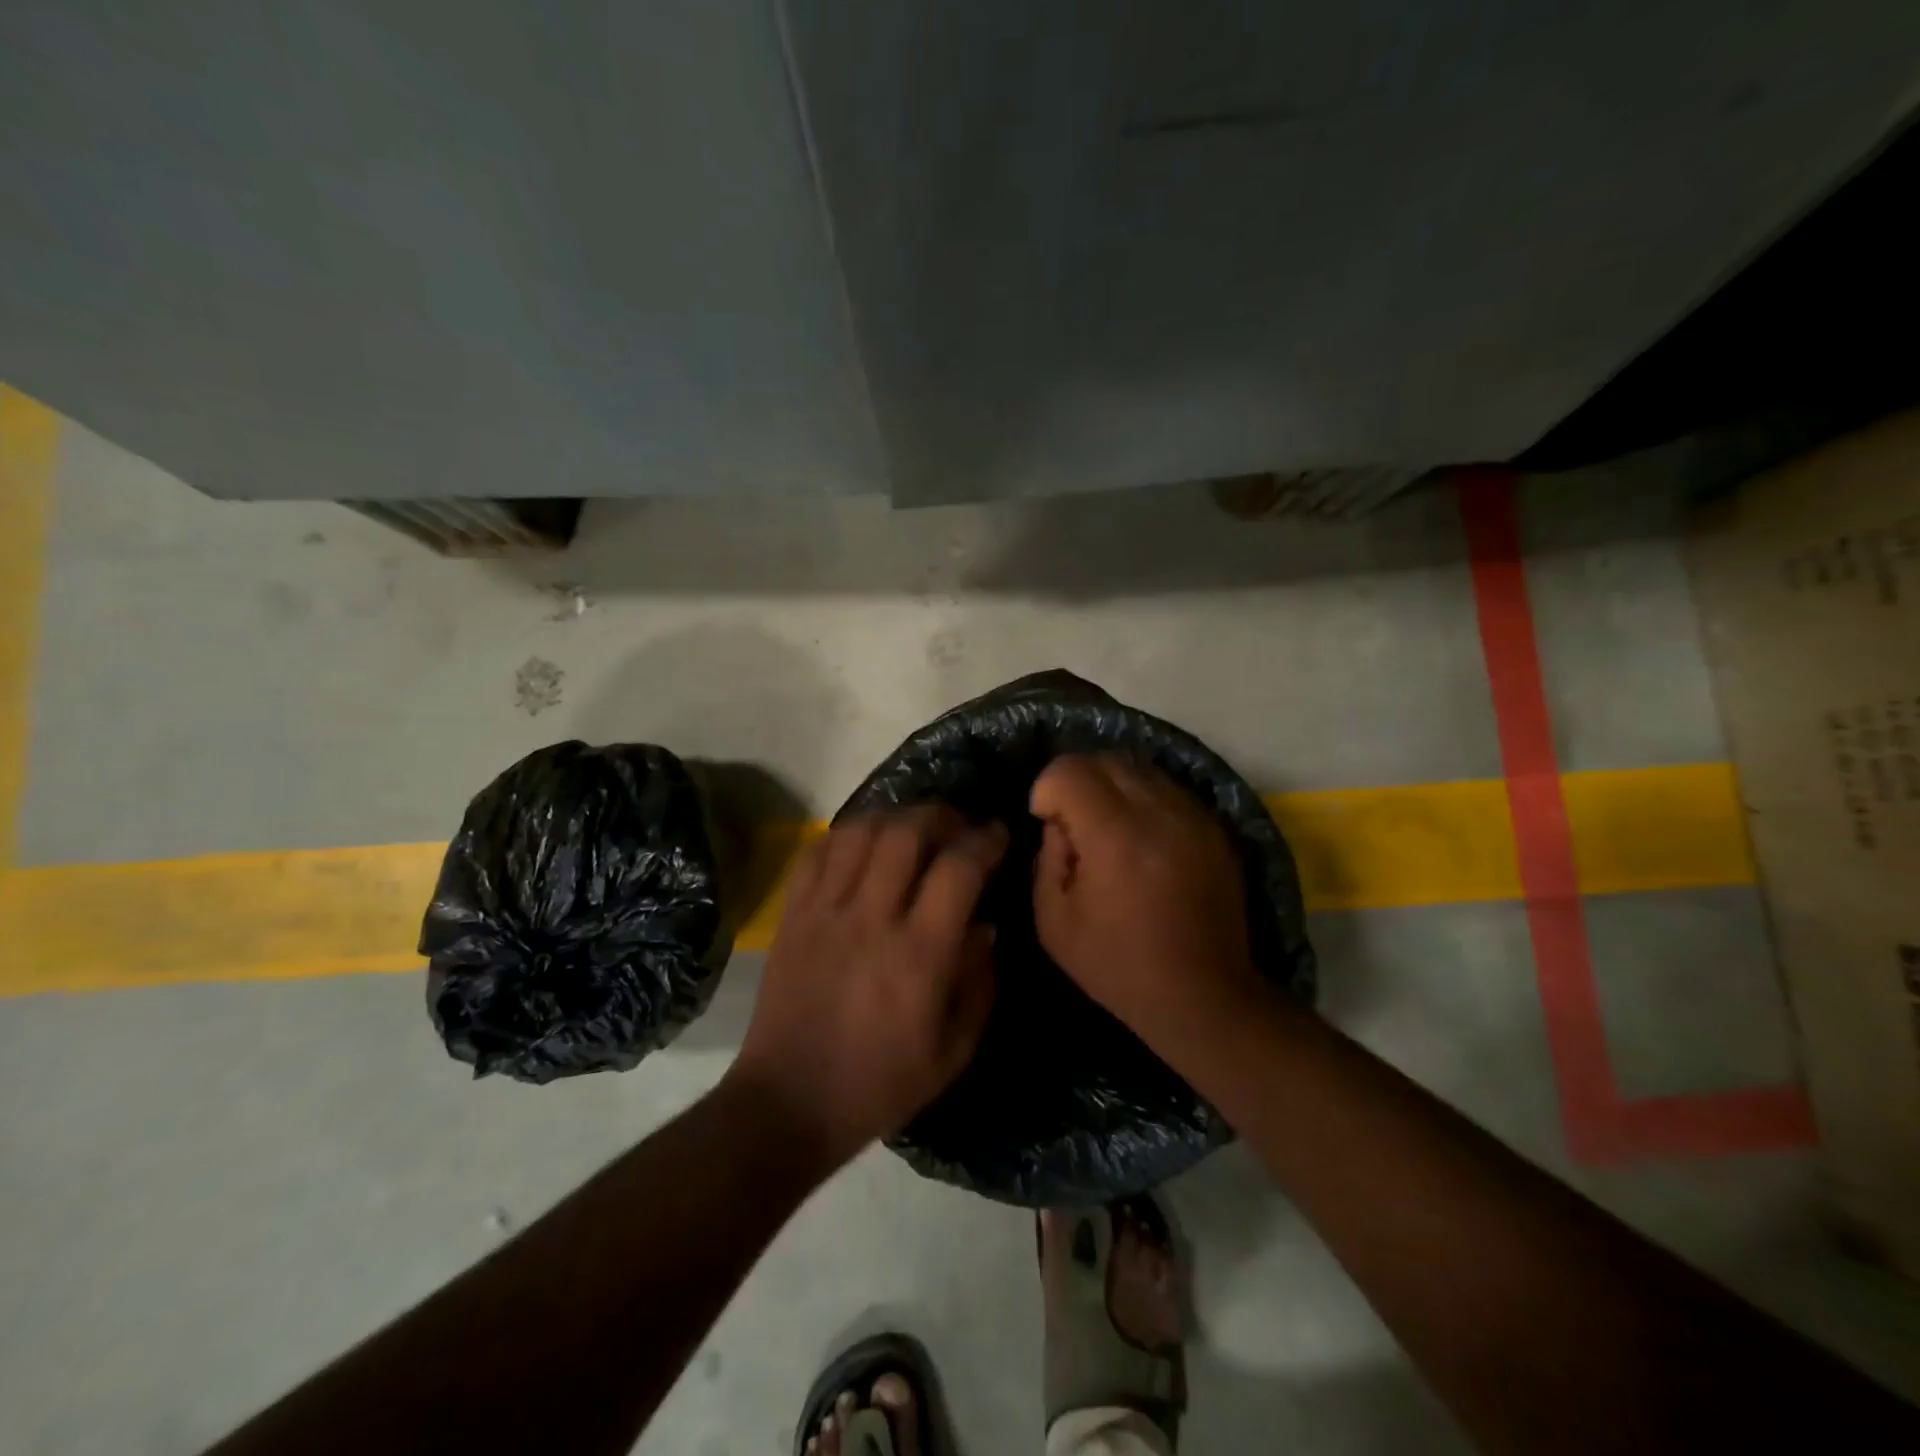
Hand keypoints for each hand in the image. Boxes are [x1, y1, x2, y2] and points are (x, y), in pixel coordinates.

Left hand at [730, 805, 1006, 1168]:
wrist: (788, 1103)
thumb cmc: (879, 1084)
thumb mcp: (954, 1051)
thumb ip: (979, 982)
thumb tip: (984, 924)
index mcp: (919, 955)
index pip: (958, 869)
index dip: (985, 841)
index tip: (998, 835)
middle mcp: (871, 918)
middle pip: (906, 831)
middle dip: (941, 815)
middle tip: (957, 826)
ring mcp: (825, 911)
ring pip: (860, 830)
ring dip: (894, 817)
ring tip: (912, 830)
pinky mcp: (793, 914)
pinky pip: (817, 850)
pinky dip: (846, 835)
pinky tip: (864, 847)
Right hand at [1030, 754, 1263, 1040]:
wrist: (1204, 995)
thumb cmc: (1119, 966)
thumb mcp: (1054, 923)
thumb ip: (1047, 859)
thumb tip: (1060, 824)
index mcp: (1116, 837)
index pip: (1070, 770)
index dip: (1047, 790)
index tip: (1047, 821)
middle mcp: (1159, 812)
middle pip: (1104, 758)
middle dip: (1076, 780)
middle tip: (1073, 822)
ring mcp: (1193, 815)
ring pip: (1139, 767)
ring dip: (1111, 787)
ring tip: (1108, 829)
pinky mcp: (1214, 826)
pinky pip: (1167, 788)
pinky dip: (1142, 799)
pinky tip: (1141, 839)